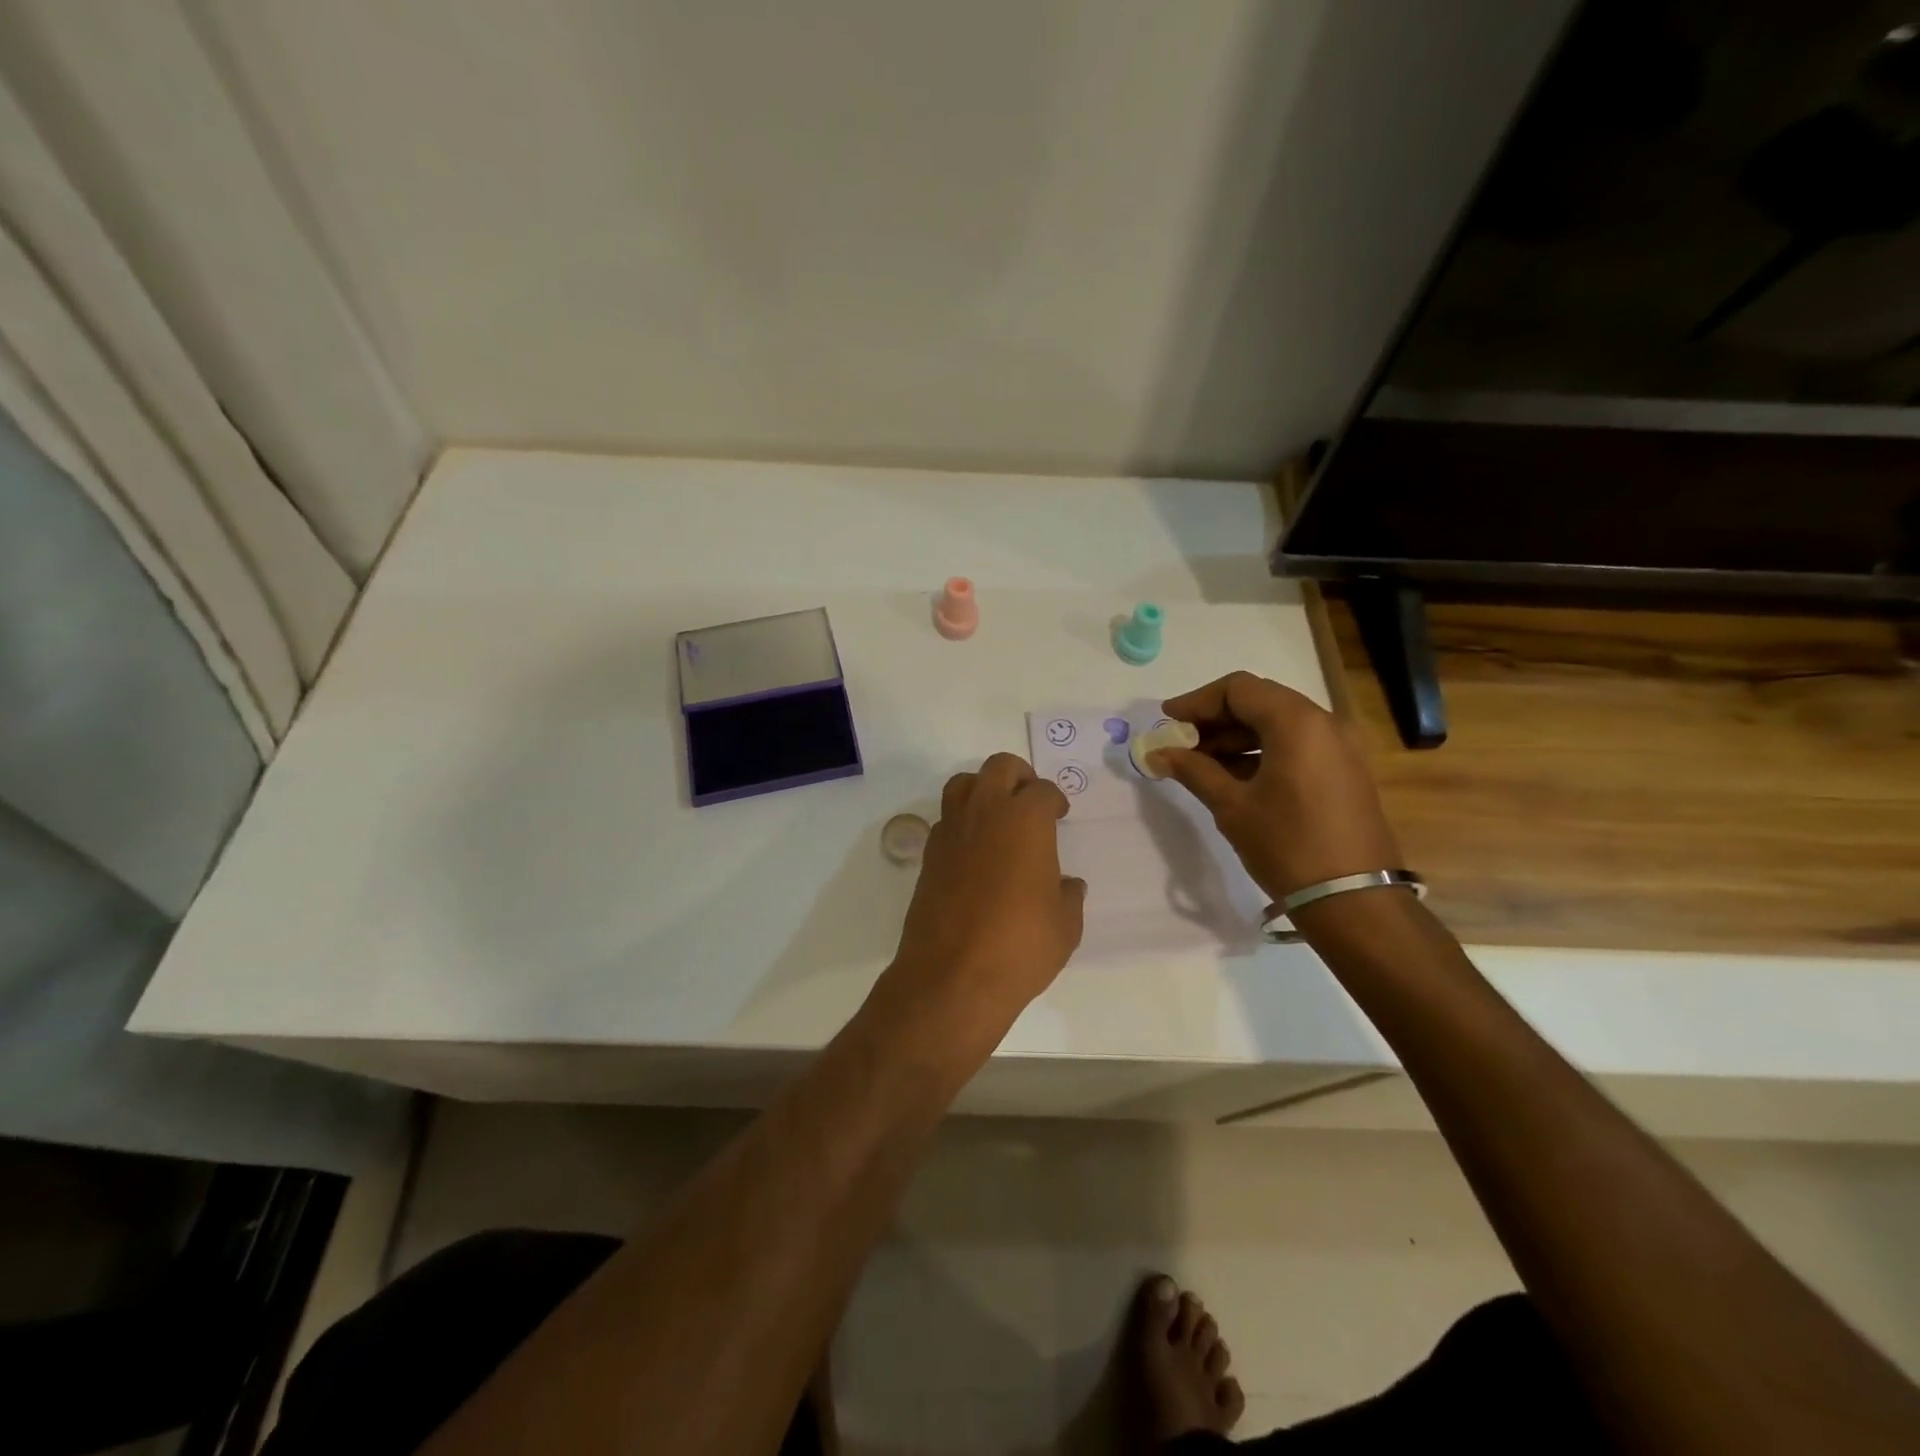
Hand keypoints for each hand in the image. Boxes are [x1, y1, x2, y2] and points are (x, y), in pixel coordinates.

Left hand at [887, 753, 1085, 1032]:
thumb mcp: (1065, 925)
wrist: (953, 976)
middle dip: (1019, 776)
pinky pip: (946, 819)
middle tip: (1031, 802)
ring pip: (963, 784)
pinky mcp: (928, 855)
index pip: (1043, 791)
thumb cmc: (1020, 946)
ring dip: (983, 789)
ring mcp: (951, 831)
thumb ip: (1068, 896)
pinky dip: (962, 822)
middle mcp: (985, 813)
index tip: (1060, 814)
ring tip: (998, 817)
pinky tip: (975, 851)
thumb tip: (1067, 885)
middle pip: (1000, 767)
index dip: (1055, 800)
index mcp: (1025, 820)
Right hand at [1151, 672, 1401, 902]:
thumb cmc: (1287, 846)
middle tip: (1181, 743)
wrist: (1353, 900)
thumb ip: (1193, 770)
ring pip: (1277, 723)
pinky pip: (1296, 745)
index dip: (1197, 701)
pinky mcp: (1344, 771)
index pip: (1238, 689)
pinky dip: (1261, 751)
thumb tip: (1157, 754)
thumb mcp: (1232, 806)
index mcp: (1297, 723)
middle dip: (1216, 719)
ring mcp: (1339, 747)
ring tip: (1200, 764)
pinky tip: (1233, 776)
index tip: (1168, 721)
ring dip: (1236, 736)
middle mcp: (1324, 723)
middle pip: (1260, 701)